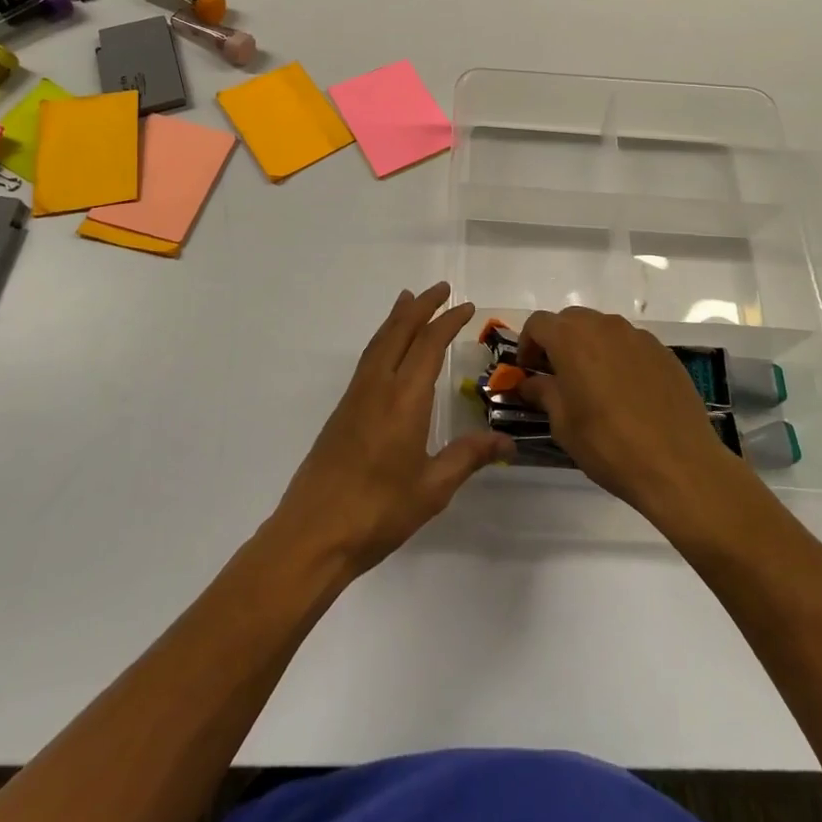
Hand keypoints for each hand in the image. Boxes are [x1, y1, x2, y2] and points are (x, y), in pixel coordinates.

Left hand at [271, 283, 513, 576]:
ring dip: (397, 318)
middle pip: (400, 332)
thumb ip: (468, 458)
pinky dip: (383, 339)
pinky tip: (387, 348)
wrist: (313, 534)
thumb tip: (508, 443)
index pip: (429, 345)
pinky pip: (368, 359)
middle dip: (422, 307)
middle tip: (441, 288)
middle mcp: (378, 386)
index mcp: (404, 399)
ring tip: (410, 299)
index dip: (449, 322)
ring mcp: (356, 396)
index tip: (467, 306)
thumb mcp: (433, 489)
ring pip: (380, 342)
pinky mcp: (343, 411)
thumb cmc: (378, 512)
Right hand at [517, 307, 753, 523]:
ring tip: (593, 385)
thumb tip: (530, 383)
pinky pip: (630, 344)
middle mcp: (604, 326)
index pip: (538, 323)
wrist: (679, 465)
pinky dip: (619, 357)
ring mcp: (638, 336)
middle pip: (571, 320)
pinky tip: (626, 392)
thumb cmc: (609, 444)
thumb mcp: (563, 424)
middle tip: (557, 376)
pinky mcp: (663, 351)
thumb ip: (543, 393)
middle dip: (558, 342)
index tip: (529, 371)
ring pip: (602, 329)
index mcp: (572, 338)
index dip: (527, 344)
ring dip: (589, 347)